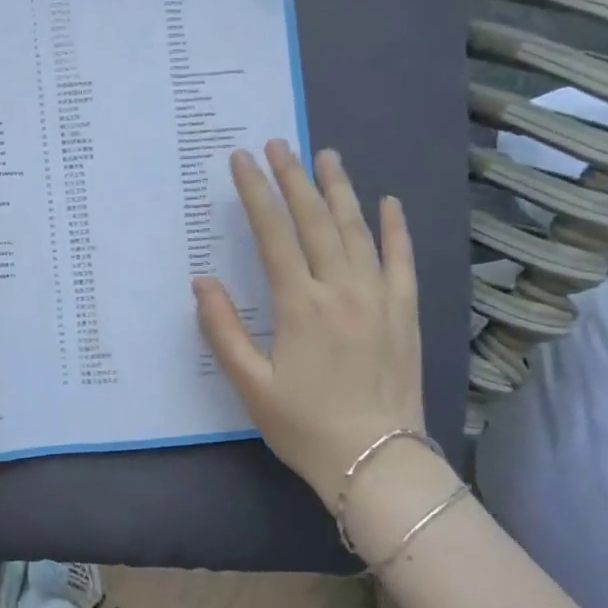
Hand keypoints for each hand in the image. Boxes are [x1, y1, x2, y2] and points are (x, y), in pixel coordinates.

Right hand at [193, 140, 425, 498]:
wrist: (378, 463)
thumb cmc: (305, 425)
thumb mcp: (250, 385)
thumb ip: (222, 330)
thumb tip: (202, 282)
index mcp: (300, 306)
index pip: (274, 234)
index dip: (255, 194)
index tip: (241, 160)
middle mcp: (342, 290)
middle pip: (316, 221)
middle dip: (293, 179)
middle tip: (278, 144)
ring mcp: (379, 298)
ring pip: (357, 231)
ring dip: (340, 190)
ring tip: (326, 155)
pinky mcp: (405, 313)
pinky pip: (402, 260)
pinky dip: (395, 229)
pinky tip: (388, 202)